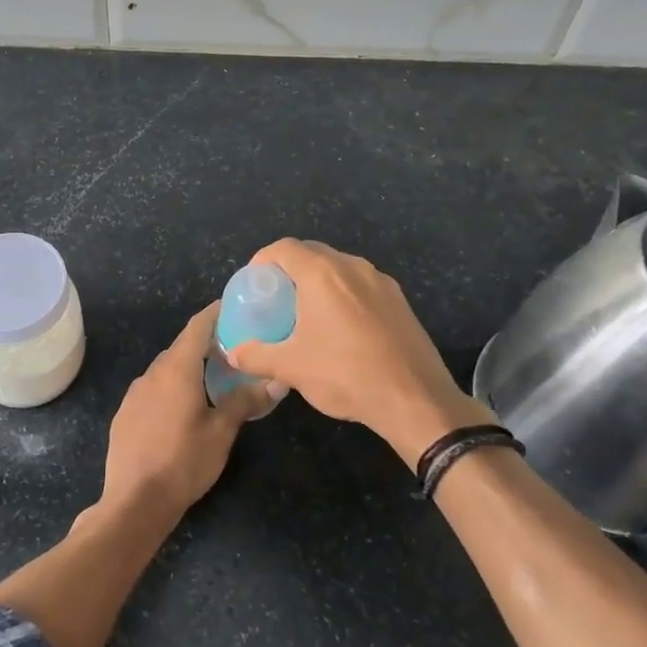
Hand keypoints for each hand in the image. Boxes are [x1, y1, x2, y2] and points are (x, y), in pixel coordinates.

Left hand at [102, 302, 269, 522]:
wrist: (134, 501)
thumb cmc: (183, 462)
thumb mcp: (221, 433)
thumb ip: (245, 401)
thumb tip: (276, 380)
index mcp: (177, 370)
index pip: (197, 326)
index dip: (215, 312)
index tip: (234, 306)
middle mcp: (153, 373)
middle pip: (182, 347)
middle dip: (207, 343)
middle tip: (235, 348)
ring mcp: (135, 393)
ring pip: (166, 369)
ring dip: (189, 367)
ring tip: (214, 378)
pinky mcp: (126, 413)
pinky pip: (153, 388)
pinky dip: (172, 386)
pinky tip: (184, 407)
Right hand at [225, 239, 487, 468]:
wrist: (414, 399)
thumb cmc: (345, 374)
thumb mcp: (291, 368)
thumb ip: (256, 356)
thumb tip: (232, 353)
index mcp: (322, 274)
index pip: (284, 248)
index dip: (262, 259)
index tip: (253, 282)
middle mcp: (352, 267)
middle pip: (313, 252)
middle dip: (290, 268)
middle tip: (276, 297)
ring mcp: (381, 282)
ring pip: (340, 268)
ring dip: (319, 281)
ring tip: (307, 312)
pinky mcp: (400, 301)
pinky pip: (362, 285)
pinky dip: (344, 294)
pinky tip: (341, 327)